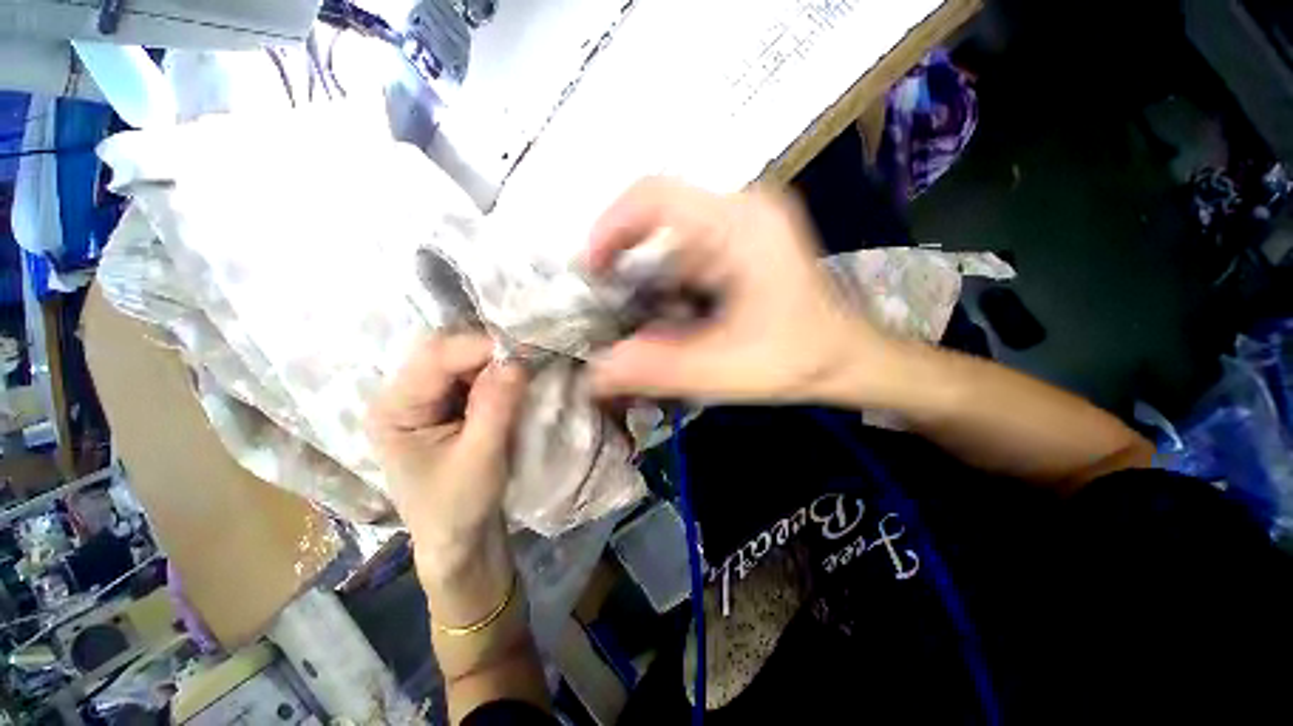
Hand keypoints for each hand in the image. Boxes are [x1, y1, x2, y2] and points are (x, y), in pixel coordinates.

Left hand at [365, 334, 526, 585]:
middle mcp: (402, 395)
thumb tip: (517, 360)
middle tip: (526, 364)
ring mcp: (424, 400)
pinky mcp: (445, 407)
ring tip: (523, 375)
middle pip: (445, 352)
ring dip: (494, 364)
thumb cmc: (459, 506)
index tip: (525, 353)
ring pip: (461, 361)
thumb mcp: (481, 457)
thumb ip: (496, 406)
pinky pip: (472, 376)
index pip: (435, 357)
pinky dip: (495, 375)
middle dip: (488, 354)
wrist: (459, 540)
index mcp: (394, 409)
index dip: (480, 348)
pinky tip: (512, 385)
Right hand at [585, 177, 885, 402]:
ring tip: (638, 320)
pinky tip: (669, 316)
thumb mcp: (724, 369)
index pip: (655, 195)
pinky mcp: (739, 245)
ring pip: (670, 242)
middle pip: (658, 221)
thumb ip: (658, 369)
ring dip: (646, 281)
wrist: (847, 358)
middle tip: (608, 308)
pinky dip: (666, 285)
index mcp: (740, 224)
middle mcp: (740, 211)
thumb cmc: (798, 359)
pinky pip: (686, 255)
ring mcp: (741, 226)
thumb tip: (595, 374)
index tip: (591, 272)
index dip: (610, 227)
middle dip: (626, 265)